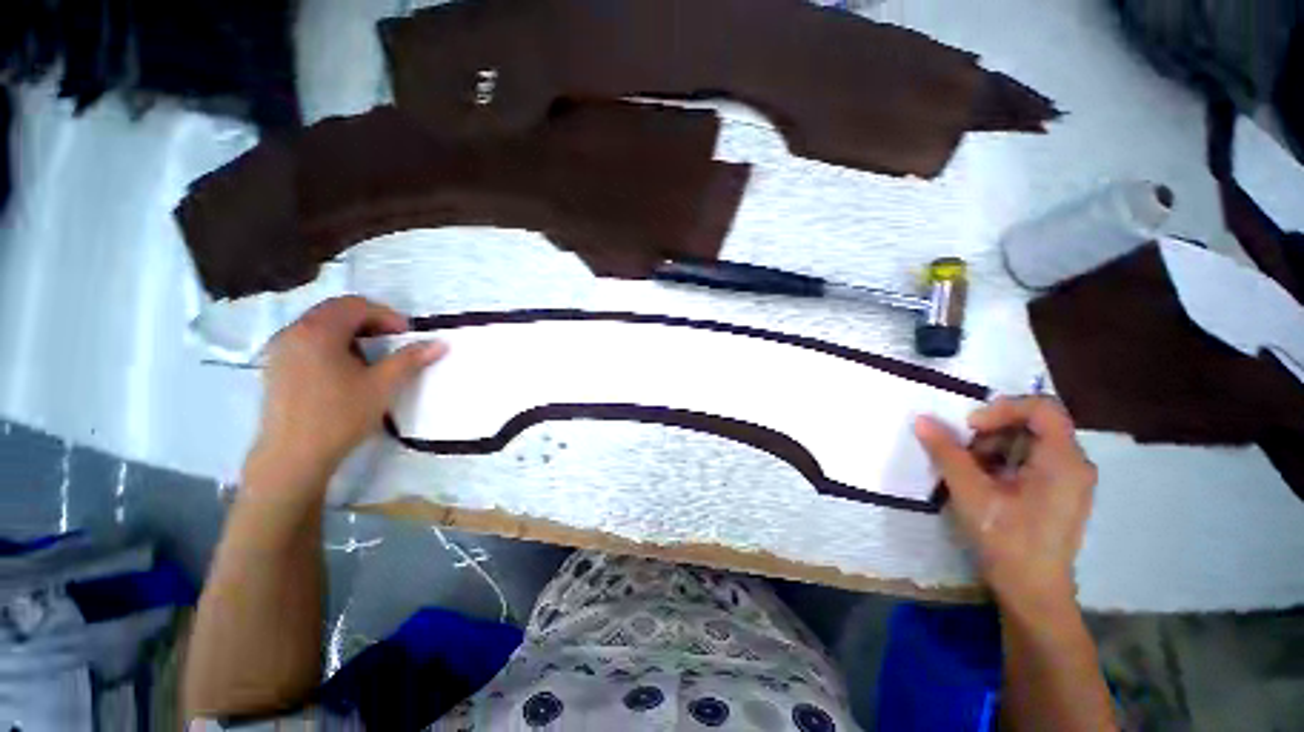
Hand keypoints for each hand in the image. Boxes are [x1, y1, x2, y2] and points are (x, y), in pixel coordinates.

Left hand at [248, 296, 445, 490]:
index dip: (387, 315)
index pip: (356, 305)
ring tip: (371, 356)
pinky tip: (345, 369)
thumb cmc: (339, 417)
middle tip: (392, 342)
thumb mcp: (382, 386)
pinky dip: (332, 343)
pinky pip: (308, 340)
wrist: (292, 457)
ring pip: (321, 324)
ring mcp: (279, 349)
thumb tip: (440, 343)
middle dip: (370, 321)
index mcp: (318, 331)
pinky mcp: (275, 366)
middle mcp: (293, 332)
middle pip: (336, 310)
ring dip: (351, 332)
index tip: (406, 336)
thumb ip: (410, 359)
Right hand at [915, 397, 1096, 617]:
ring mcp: (1068, 479)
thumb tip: (922, 420)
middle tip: (962, 449)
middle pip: (1033, 423)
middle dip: (992, 430)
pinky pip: (1030, 460)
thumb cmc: (1007, 541)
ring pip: (1029, 441)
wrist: (1032, 593)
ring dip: (993, 446)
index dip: (1002, 407)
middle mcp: (1073, 464)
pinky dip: (1001, 461)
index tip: (970, 427)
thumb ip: (946, 452)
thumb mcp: (971, 493)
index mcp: (1063, 461)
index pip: (1041, 408)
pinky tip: (982, 482)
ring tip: (968, 469)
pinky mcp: (1057, 492)